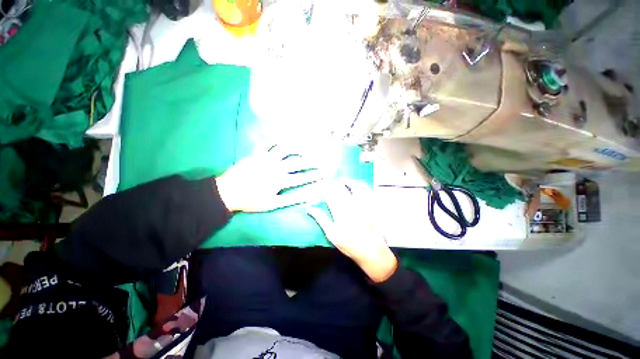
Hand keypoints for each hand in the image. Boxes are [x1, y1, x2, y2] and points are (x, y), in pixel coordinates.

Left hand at [216, 144, 322, 211]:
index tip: (325, 173)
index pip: (302, 178)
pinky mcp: (256, 153)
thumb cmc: (251, 200)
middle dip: (313, 162)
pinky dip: (276, 137)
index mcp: (280, 181)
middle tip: (322, 160)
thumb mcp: (273, 204)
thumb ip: (291, 199)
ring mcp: (266, 158)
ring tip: (307, 145)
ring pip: (285, 148)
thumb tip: (308, 197)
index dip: (315, 175)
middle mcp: (276, 167)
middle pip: (298, 163)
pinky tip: (284, 135)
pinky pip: (267, 142)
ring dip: (298, 146)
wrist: (227, 193)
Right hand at [307, 180, 397, 282]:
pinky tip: (358, 185)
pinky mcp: (372, 206)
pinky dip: (362, 186)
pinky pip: (367, 192)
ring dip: (347, 182)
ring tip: (342, 179)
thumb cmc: (349, 244)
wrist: (371, 251)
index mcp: (339, 213)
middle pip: (340, 190)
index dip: (325, 188)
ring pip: (354, 188)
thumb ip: (321, 220)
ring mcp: (363, 205)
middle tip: (329, 178)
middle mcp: (351, 206)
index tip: (321, 183)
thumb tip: (310, 209)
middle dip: (333, 183)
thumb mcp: (332, 235)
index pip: (330, 196)